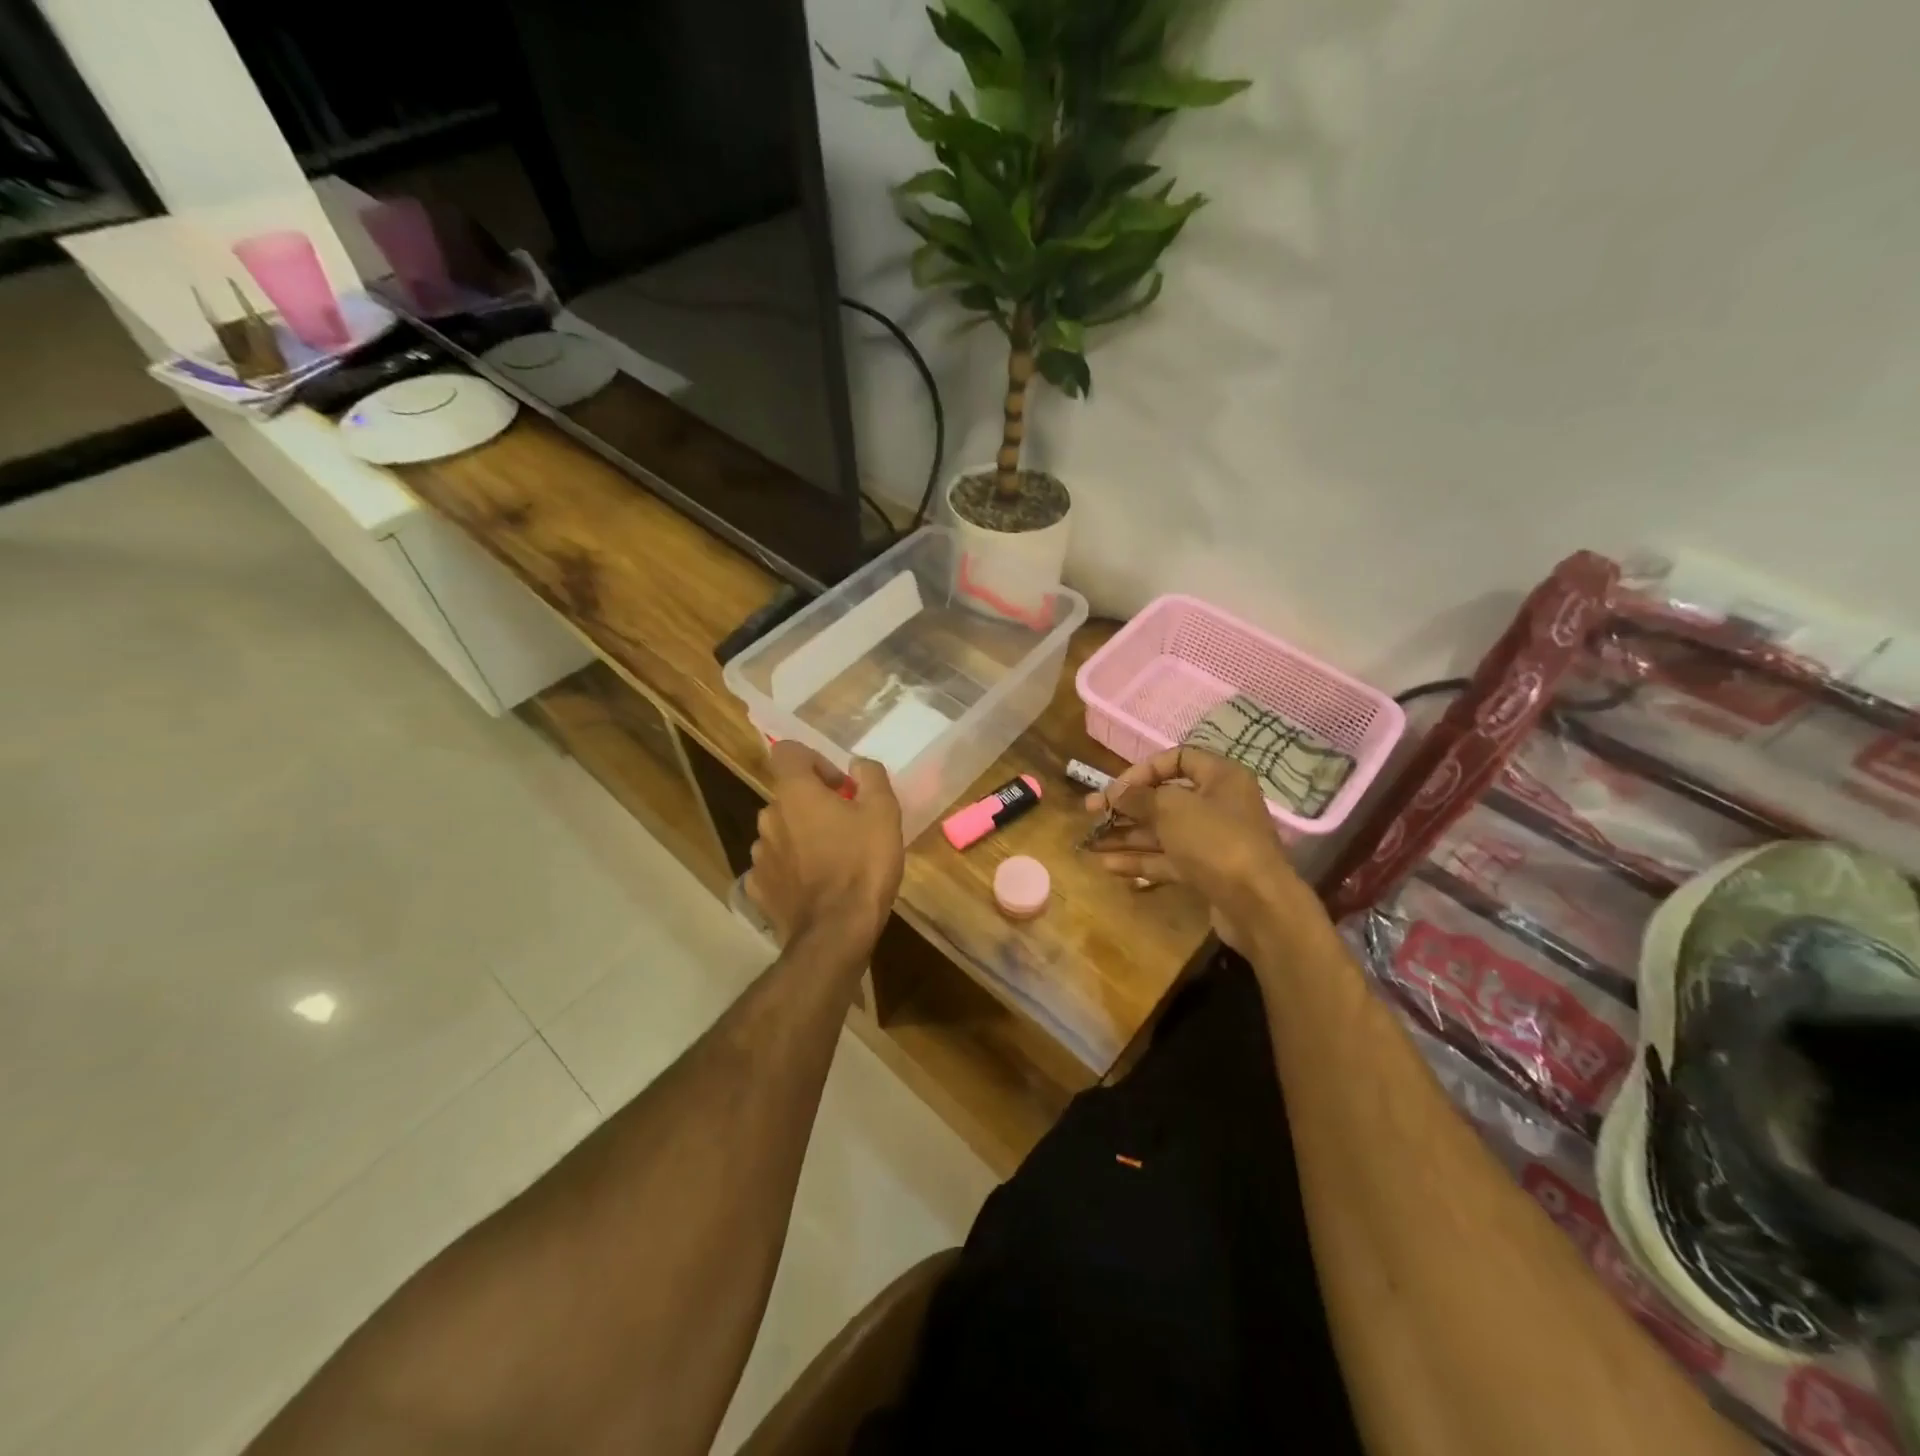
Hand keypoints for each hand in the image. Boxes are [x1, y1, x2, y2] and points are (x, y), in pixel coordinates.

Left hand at [745, 741, 903, 959]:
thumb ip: (870, 776)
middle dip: (814, 803)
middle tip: (846, 825)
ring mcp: (759, 855)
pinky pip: (775, 866)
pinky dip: (791, 869)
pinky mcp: (758, 888)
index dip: (814, 760)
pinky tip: (814, 885)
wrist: (836, 932)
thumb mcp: (884, 812)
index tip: (840, 785)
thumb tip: (856, 764)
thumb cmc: (863, 864)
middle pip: (788, 796)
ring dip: (801, 836)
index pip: (787, 752)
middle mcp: (768, 817)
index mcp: (795, 793)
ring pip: (781, 831)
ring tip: (832, 860)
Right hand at [1087, 747, 1310, 951]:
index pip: (1176, 759)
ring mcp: (1212, 842)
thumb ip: (1139, 797)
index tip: (1115, 788)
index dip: (1142, 770)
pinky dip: (1140, 861)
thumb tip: (1114, 792)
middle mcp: (1218, 805)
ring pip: (1162, 832)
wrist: (1258, 905)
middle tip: (1090, 813)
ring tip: (1090, 843)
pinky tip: (1109, 866)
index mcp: (1220, 777)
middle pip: (1164, 799)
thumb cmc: (1216, 841)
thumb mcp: (1172, 809)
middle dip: (1125, 807)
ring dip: (1126, 836)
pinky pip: (1168, 860)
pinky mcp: (1206, 872)